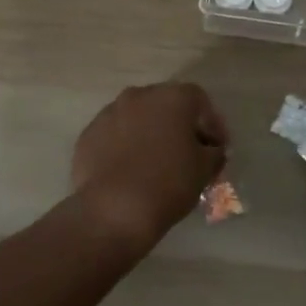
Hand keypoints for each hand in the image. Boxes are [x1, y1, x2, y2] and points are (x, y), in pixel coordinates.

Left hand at [71, 82, 228, 252]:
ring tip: (155, 163)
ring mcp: (110, 112)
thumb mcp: (205, 169)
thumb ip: (213, 152)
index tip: (216, 149)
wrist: (112, 210)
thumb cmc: (168, 183)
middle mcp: (140, 95)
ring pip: (138, 118)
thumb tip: (211, 150)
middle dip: (179, 125)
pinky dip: (124, 146)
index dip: (211, 124)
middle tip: (187, 153)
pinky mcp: (88, 134)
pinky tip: (129, 171)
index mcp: (173, 97)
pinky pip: (115, 135)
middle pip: (166, 104)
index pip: (200, 101)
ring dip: (149, 133)